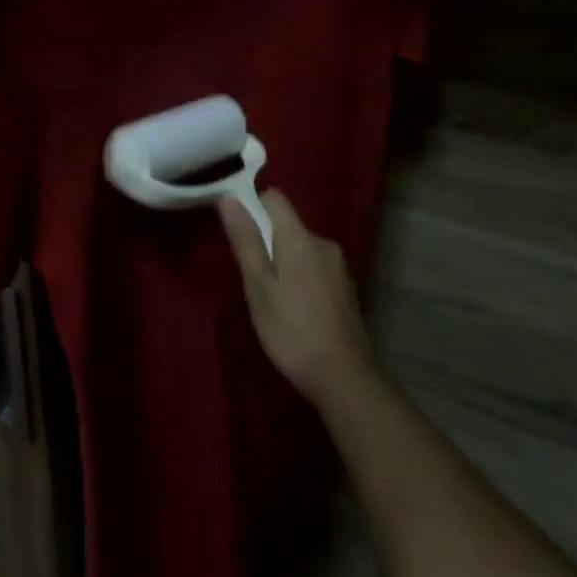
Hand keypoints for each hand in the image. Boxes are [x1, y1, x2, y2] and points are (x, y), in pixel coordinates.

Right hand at [219, 189, 374, 407]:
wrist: (345, 378)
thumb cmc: (292, 331)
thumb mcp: (259, 287)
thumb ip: (246, 241)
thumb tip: (229, 199)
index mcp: (300, 238)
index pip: (275, 198)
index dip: (253, 206)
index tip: (239, 232)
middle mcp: (323, 243)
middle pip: (288, 225)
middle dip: (267, 242)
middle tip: (253, 280)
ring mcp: (339, 266)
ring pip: (302, 249)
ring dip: (285, 263)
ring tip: (273, 300)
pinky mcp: (347, 288)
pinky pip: (316, 268)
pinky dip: (302, 278)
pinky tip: (297, 311)